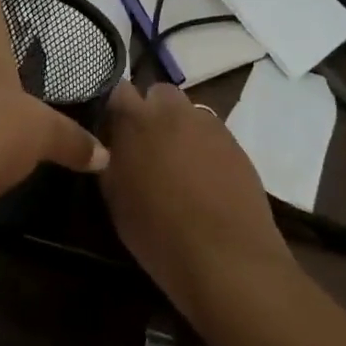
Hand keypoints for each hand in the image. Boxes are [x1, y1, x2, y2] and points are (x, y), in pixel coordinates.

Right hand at [98, 81, 295, 321]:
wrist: (226, 256)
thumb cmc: (158, 232)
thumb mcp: (116, 197)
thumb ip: (111, 159)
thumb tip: (111, 146)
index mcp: (135, 120)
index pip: (119, 89)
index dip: (116, 108)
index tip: (114, 131)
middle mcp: (172, 110)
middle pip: (158, 93)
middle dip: (151, 111)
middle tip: (147, 146)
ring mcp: (207, 124)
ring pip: (187, 111)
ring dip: (179, 127)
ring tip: (178, 164)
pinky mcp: (234, 141)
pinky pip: (211, 132)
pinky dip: (203, 145)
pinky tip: (204, 177)